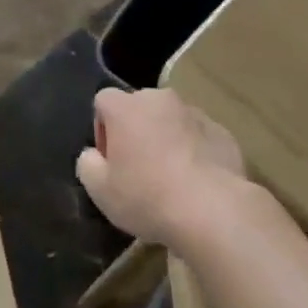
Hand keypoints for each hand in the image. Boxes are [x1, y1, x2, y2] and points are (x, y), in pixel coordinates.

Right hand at [75, 88, 246, 245]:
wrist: (212, 208)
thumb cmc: (147, 196)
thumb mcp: (101, 191)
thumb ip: (88, 165)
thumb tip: (92, 155)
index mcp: (126, 107)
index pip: (103, 101)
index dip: (102, 129)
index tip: (110, 160)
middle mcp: (159, 99)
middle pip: (139, 108)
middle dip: (136, 131)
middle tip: (138, 169)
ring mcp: (193, 112)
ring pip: (170, 120)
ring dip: (165, 139)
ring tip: (171, 178)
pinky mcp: (220, 130)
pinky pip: (198, 135)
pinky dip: (193, 150)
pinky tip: (196, 182)